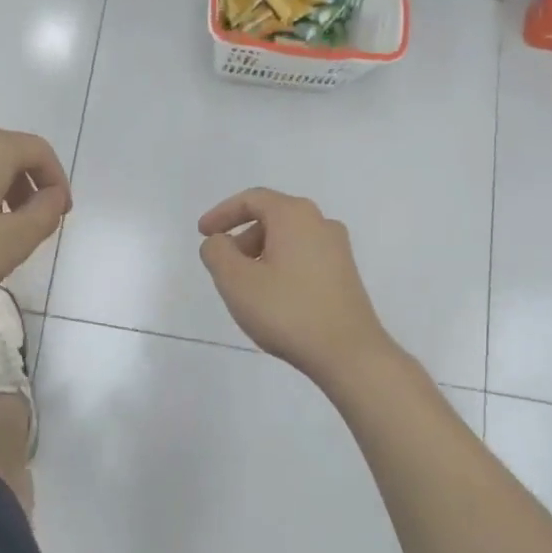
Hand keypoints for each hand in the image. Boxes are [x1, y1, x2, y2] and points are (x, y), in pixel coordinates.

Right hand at [198, 188, 394, 385]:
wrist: (348, 353)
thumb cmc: (287, 311)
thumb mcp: (236, 281)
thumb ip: (217, 253)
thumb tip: (219, 242)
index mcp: (295, 215)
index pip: (252, 199)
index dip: (222, 213)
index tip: (203, 233)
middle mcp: (321, 223)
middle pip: (272, 217)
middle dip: (241, 237)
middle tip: (223, 265)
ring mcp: (338, 249)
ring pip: (288, 239)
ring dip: (260, 254)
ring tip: (245, 287)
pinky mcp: (345, 274)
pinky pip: (303, 257)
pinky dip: (280, 266)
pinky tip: (272, 297)